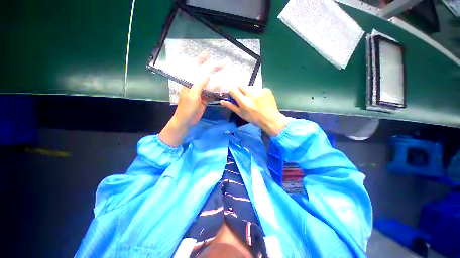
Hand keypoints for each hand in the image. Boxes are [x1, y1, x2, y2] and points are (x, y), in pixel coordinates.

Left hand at [159, 53, 223, 146]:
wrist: (186, 120)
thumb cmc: (187, 108)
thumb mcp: (193, 95)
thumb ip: (199, 84)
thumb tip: (207, 74)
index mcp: (190, 83)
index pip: (195, 69)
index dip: (201, 61)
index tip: (208, 54)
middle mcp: (196, 86)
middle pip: (205, 76)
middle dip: (213, 70)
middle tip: (223, 66)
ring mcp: (201, 93)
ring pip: (210, 86)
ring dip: (217, 83)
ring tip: (226, 79)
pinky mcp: (205, 100)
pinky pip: (212, 94)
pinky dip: (217, 93)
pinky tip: (223, 90)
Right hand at [220, 86, 287, 135]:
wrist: (271, 119)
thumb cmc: (254, 118)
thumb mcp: (241, 114)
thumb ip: (231, 106)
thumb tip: (221, 101)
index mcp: (244, 102)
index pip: (233, 89)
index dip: (231, 90)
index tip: (233, 93)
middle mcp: (252, 94)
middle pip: (240, 85)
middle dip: (239, 89)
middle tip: (243, 96)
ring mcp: (260, 91)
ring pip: (250, 87)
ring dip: (249, 91)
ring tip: (253, 99)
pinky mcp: (267, 89)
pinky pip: (258, 88)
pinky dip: (257, 92)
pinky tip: (260, 99)